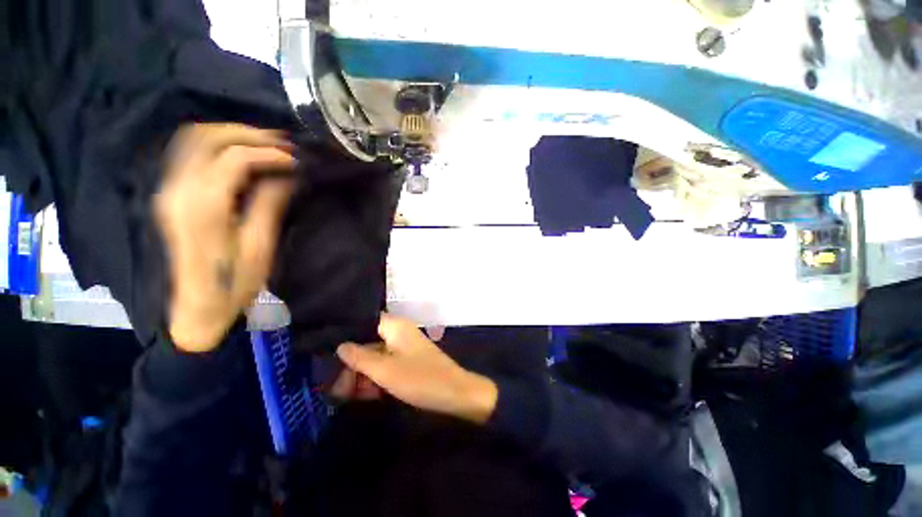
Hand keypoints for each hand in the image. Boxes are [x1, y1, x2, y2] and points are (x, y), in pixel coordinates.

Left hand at [156, 123, 295, 351]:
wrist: (195, 309)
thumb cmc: (234, 283)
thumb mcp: (260, 247)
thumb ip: (270, 204)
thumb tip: (287, 174)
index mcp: (203, 207)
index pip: (235, 159)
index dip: (270, 153)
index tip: (296, 160)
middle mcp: (178, 190)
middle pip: (206, 137)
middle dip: (249, 134)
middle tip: (283, 144)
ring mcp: (168, 190)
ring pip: (193, 139)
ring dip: (231, 135)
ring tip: (265, 144)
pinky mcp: (170, 195)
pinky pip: (188, 153)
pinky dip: (216, 145)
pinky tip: (240, 154)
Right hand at [336, 314, 498, 423]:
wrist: (455, 394)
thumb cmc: (419, 378)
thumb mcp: (384, 370)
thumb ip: (360, 357)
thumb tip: (340, 345)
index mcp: (395, 326)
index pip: (364, 324)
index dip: (347, 338)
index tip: (329, 356)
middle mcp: (399, 333)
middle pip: (369, 343)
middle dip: (352, 364)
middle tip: (336, 388)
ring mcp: (405, 348)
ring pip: (377, 357)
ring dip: (363, 374)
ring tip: (346, 395)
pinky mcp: (410, 362)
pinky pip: (387, 366)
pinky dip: (376, 378)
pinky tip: (365, 394)